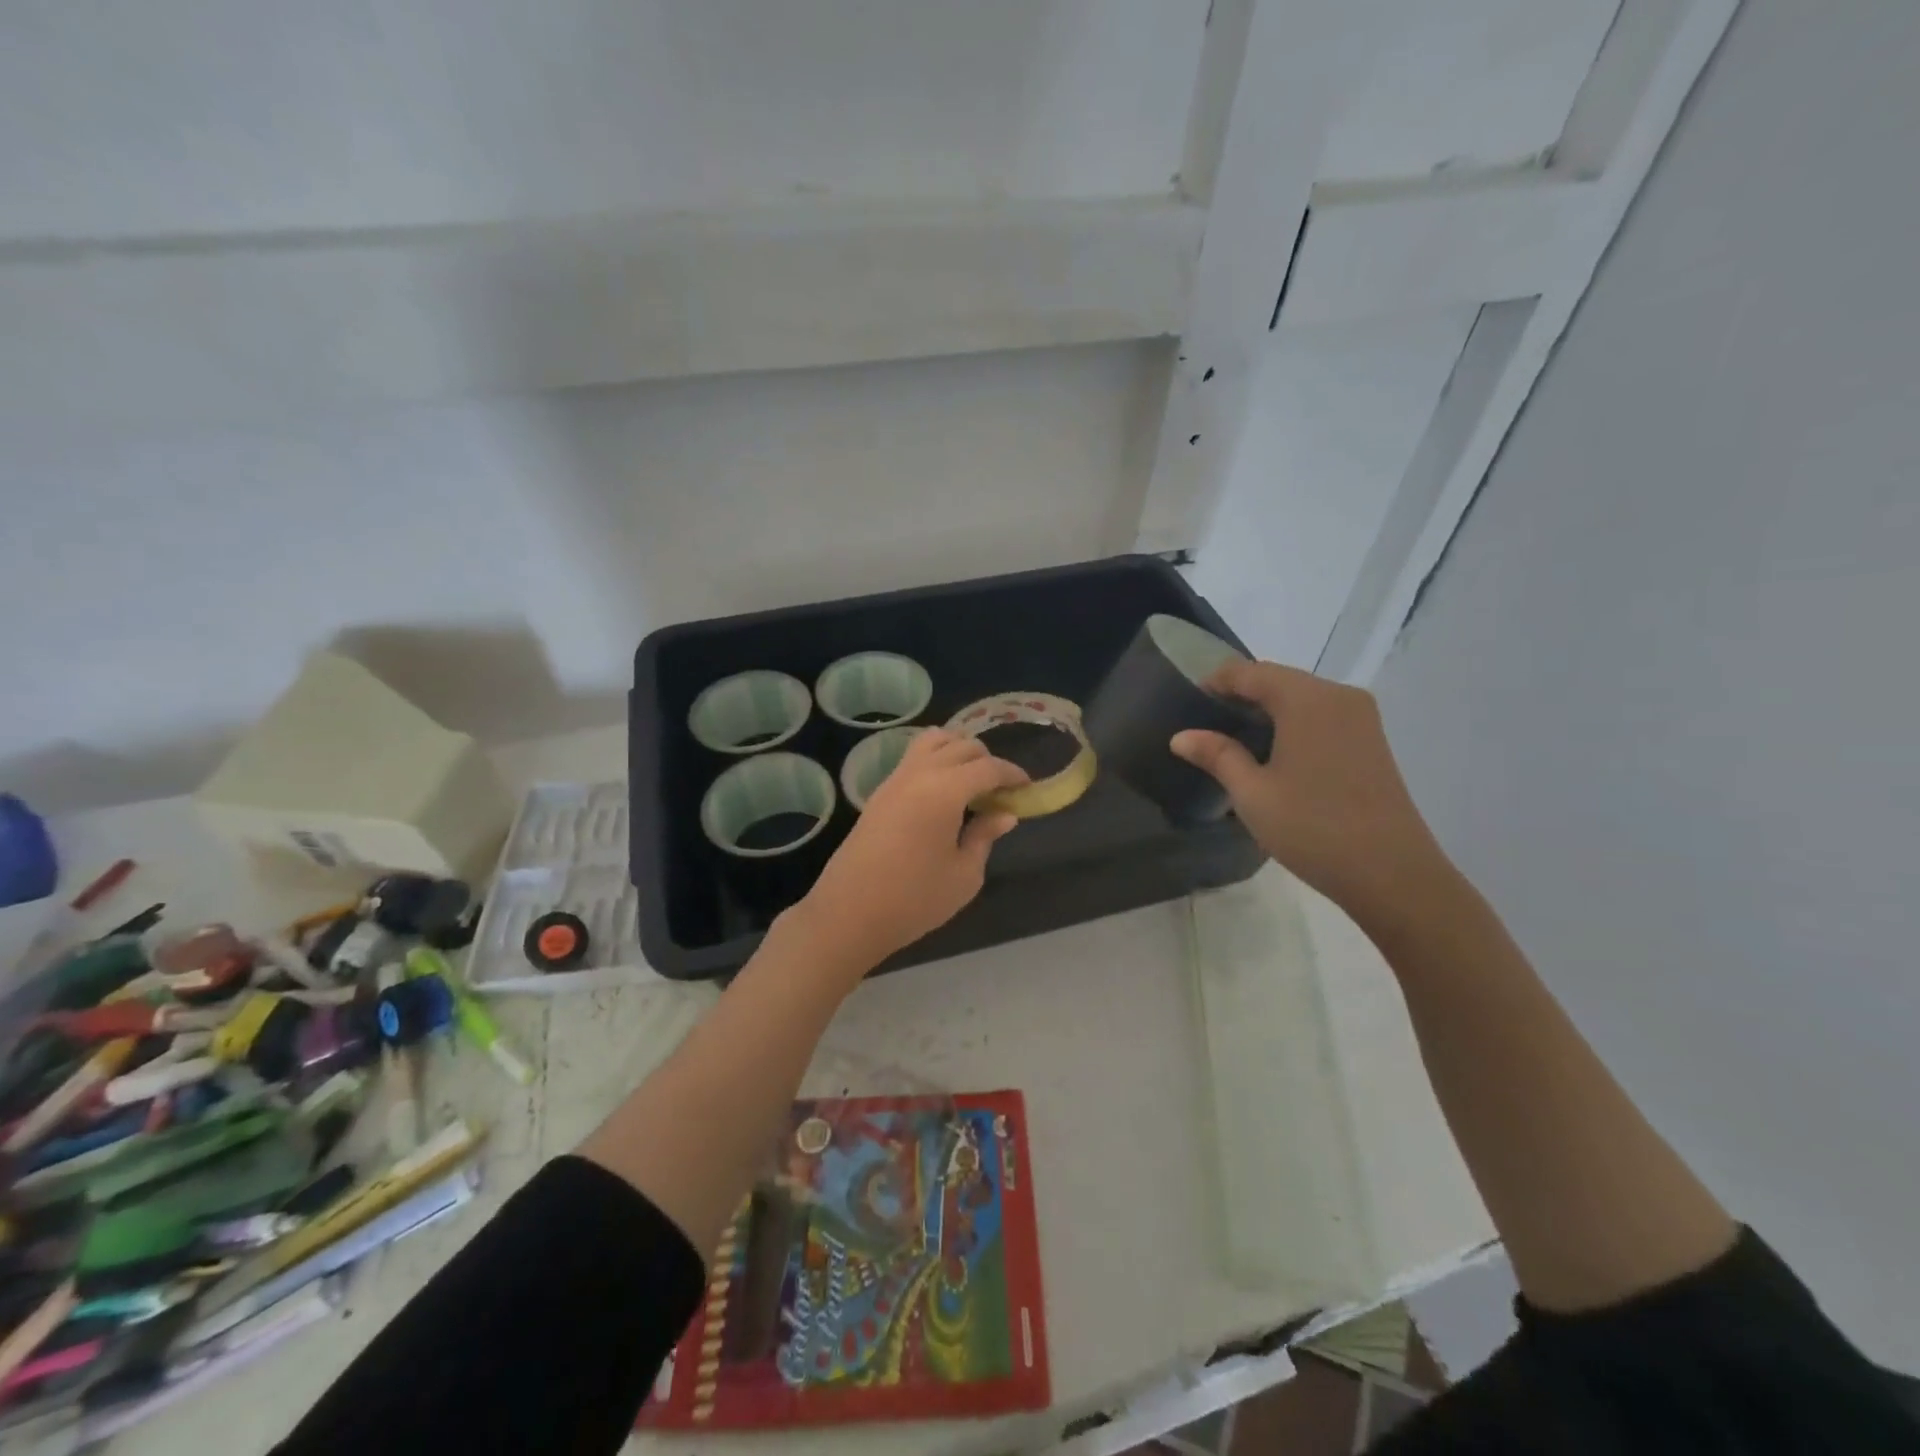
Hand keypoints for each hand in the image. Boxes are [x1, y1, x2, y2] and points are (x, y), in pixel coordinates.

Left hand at [788, 730, 1026, 972]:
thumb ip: (985, 836)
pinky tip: (945, 793)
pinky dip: (936, 761)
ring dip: (958, 752)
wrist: (848, 913)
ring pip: (933, 741)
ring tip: (971, 783)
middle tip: (1001, 791)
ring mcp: (895, 779)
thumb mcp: (964, 875)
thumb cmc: (914, 899)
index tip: (1027, 788)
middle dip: (987, 761)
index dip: (1012, 774)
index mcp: (945, 790)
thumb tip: (1004, 814)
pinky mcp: (879, 792)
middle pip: (961, 745)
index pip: (988, 767)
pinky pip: (914, 758)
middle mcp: (919, 773)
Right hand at [1170, 660, 1451, 920]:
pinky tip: (1273, 755)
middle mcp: (1337, 696)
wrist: (1392, 874)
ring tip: (1232, 743)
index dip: (1215, 683)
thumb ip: (1217, 755)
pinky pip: (1320, 716)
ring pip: (1300, 698)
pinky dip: (1291, 724)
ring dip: (1266, 711)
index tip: (1187, 706)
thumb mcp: (1252, 793)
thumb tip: (1180, 736)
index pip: (1249, 672)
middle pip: (1277, 680)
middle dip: (1239, 696)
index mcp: (1306, 699)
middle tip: (1205, 727)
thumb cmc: (1313, 828)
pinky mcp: (1371, 740)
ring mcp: (1360, 717)